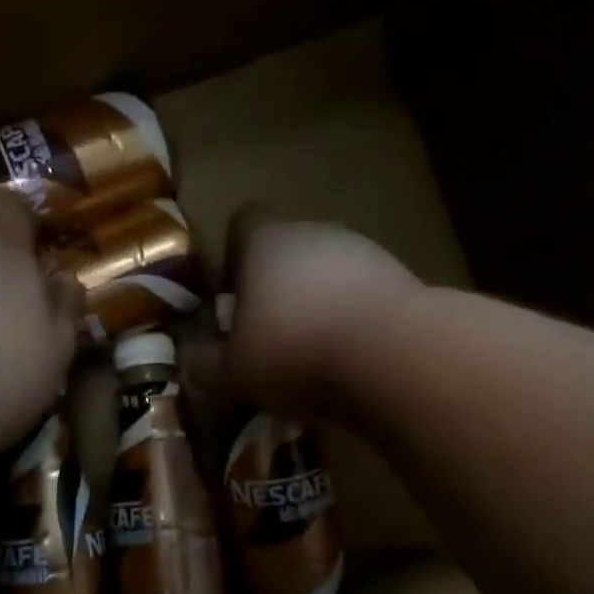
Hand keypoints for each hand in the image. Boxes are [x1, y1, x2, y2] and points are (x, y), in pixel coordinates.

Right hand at [225, 215, 417, 416]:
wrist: (394, 355)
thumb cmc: (294, 350)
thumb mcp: (233, 371)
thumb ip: (206, 365)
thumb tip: (190, 362)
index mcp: (266, 241)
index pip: (242, 222)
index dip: (233, 257)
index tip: (232, 299)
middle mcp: (315, 232)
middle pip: (287, 249)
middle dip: (276, 288)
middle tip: (268, 336)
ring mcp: (365, 251)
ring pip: (328, 272)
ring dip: (317, 303)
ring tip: (313, 354)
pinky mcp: (403, 278)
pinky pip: (364, 294)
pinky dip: (354, 319)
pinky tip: (351, 359)